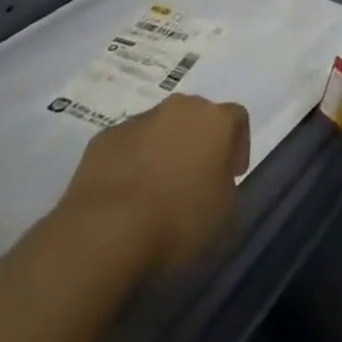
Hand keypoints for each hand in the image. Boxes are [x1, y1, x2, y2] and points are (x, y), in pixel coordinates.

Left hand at [54, 95, 249, 273]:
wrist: (103, 234)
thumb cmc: (177, 223)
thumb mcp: (226, 218)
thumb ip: (228, 190)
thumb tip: (217, 185)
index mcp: (216, 120)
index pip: (238, 119)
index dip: (237, 147)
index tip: (231, 176)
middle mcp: (180, 108)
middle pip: (196, 117)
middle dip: (197, 143)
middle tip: (192, 182)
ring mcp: (139, 120)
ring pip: (158, 130)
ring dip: (162, 152)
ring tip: (153, 194)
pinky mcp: (104, 138)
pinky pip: (126, 146)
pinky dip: (129, 163)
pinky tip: (123, 198)